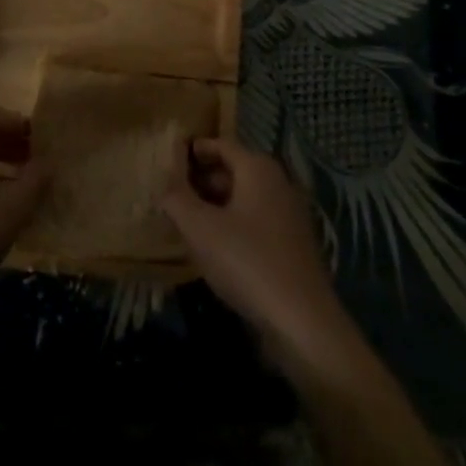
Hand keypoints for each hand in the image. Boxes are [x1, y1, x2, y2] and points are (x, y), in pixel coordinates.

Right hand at [163, 138, 349, 362]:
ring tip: (188, 222)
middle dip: (202, 180)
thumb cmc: (246, 261)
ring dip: (217, 205)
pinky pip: (256, 221)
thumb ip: (177, 199)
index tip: (169, 159)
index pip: (221, 145)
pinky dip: (234, 224)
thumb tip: (164, 182)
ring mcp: (290, 213)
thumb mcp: (200, 229)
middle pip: (234, 170)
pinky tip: (216, 248)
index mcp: (258, 168)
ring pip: (244, 198)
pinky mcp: (293, 243)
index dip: (194, 150)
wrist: (301, 320)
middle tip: (173, 195)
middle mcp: (278, 182)